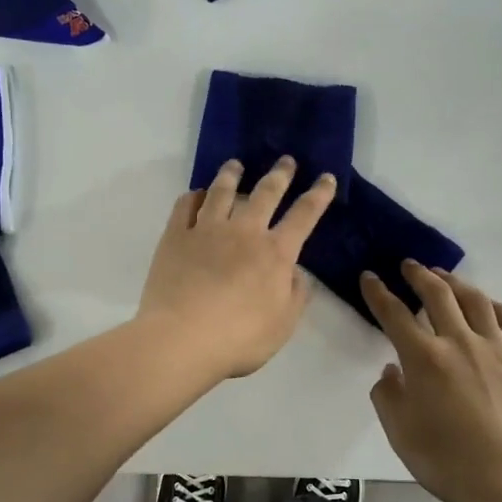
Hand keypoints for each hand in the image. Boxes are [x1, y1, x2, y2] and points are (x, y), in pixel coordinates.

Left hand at [138, 158, 337, 379]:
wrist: (180, 340)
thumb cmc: (239, 339)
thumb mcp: (283, 324)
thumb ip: (295, 294)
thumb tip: (295, 272)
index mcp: (275, 253)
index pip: (304, 215)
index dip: (318, 195)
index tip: (326, 177)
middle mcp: (244, 232)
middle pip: (265, 193)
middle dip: (279, 174)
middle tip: (286, 160)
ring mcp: (206, 231)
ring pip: (222, 191)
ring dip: (232, 174)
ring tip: (236, 164)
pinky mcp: (175, 237)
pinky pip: (185, 206)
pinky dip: (194, 195)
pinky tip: (197, 194)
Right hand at [363, 264, 501, 501]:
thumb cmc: (444, 458)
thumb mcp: (399, 430)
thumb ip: (388, 395)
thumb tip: (392, 371)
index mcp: (424, 357)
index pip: (394, 314)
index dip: (378, 292)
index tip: (369, 276)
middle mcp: (459, 342)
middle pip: (438, 295)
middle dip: (419, 275)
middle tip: (409, 265)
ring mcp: (495, 350)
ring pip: (476, 301)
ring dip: (456, 283)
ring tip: (445, 277)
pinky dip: (500, 309)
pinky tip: (491, 307)